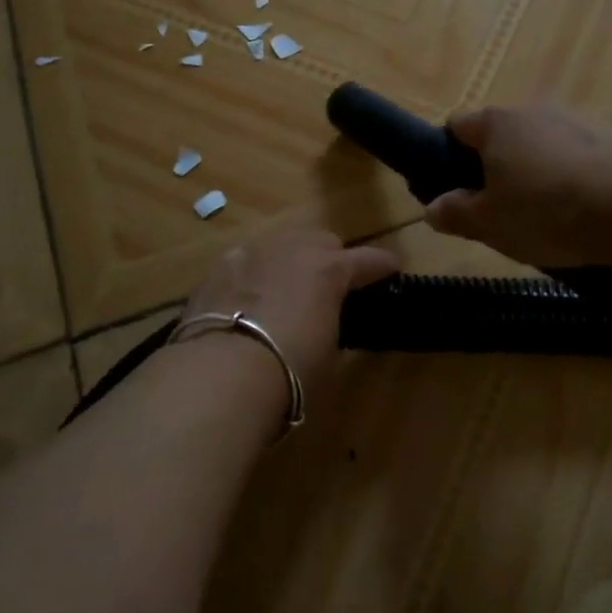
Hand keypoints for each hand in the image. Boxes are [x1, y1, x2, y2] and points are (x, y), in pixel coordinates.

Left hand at [180, 227, 399, 396]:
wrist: (223, 372)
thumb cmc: (290, 369)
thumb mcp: (327, 349)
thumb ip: (330, 320)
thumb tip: (322, 319)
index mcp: (330, 269)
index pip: (368, 260)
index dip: (383, 265)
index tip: (392, 269)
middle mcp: (293, 249)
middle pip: (323, 240)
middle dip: (332, 258)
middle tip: (330, 285)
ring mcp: (253, 252)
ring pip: (282, 243)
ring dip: (291, 260)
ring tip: (286, 287)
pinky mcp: (219, 266)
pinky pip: (246, 260)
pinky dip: (254, 274)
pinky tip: (247, 296)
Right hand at [425, 105, 611, 267]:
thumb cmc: (546, 211)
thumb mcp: (489, 223)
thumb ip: (455, 213)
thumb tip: (432, 208)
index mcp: (496, 124)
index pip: (457, 125)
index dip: (448, 153)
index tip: (456, 187)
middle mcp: (534, 110)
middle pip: (503, 134)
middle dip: (496, 166)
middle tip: (501, 209)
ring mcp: (578, 120)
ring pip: (543, 145)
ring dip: (537, 171)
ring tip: (548, 216)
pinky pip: (579, 156)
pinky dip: (574, 176)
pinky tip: (584, 211)